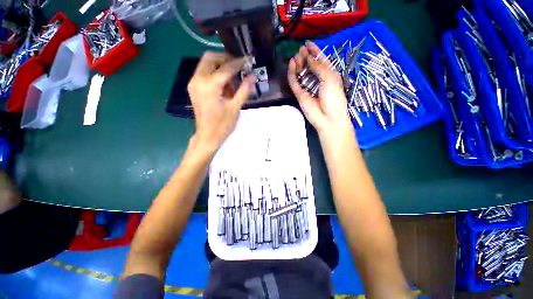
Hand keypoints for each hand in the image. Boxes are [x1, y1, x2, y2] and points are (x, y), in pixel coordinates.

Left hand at [188, 52, 254, 149]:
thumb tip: (253, 76)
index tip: (248, 60)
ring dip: (220, 66)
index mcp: (210, 85)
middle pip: (211, 57)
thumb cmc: (223, 125)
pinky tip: (225, 84)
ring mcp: (193, 83)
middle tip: (239, 67)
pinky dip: (215, 72)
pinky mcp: (193, 87)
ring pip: (206, 63)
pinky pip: (204, 72)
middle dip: (226, 59)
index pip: (226, 67)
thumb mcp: (235, 108)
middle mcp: (198, 79)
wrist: (207, 136)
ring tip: (233, 78)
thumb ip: (244, 90)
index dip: (239, 63)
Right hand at [287, 42, 351, 137]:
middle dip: (306, 57)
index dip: (315, 51)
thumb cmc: (334, 97)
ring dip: (298, 64)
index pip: (321, 61)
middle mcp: (318, 80)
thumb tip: (308, 57)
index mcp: (329, 75)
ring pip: (301, 74)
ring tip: (295, 56)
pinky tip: (291, 65)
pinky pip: (294, 83)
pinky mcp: (300, 95)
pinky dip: (292, 74)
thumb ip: (318, 67)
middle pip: (310, 66)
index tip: (308, 43)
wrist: (328, 118)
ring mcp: (308, 88)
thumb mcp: (330, 78)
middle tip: (301, 50)